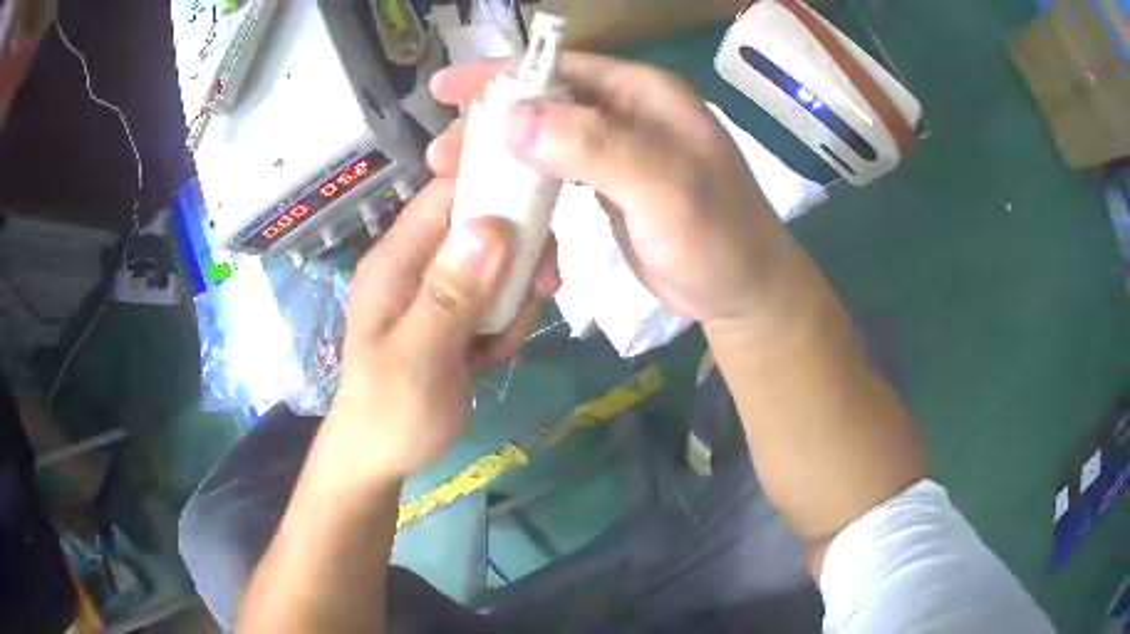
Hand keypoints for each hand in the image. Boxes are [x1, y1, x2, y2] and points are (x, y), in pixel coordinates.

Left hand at [321, 179, 558, 483]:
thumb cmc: (390, 412)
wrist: (382, 457)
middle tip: (540, 290)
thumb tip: (492, 227)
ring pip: (501, 264)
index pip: (448, 191)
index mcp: (398, 259)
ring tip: (499, 344)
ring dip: (515, 299)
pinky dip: (508, 323)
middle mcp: (420, 262)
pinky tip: (493, 357)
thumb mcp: (418, 356)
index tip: (543, 204)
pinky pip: (499, 298)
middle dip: (519, 255)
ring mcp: (441, 289)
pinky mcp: (458, 314)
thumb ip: (450, 294)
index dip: (495, 182)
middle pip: (486, 224)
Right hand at [427, 53, 792, 324]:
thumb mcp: (665, 187)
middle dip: (490, 122)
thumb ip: (595, 146)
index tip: (444, 89)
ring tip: (454, 176)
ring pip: (545, 138)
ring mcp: (618, 150)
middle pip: (545, 102)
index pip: (561, 69)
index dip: (501, 76)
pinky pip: (555, 172)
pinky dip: (523, 181)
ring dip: (501, 154)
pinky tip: (497, 196)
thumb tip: (512, 117)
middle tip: (440, 152)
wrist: (743, 292)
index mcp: (644, 95)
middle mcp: (628, 113)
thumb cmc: (718, 238)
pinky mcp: (610, 186)